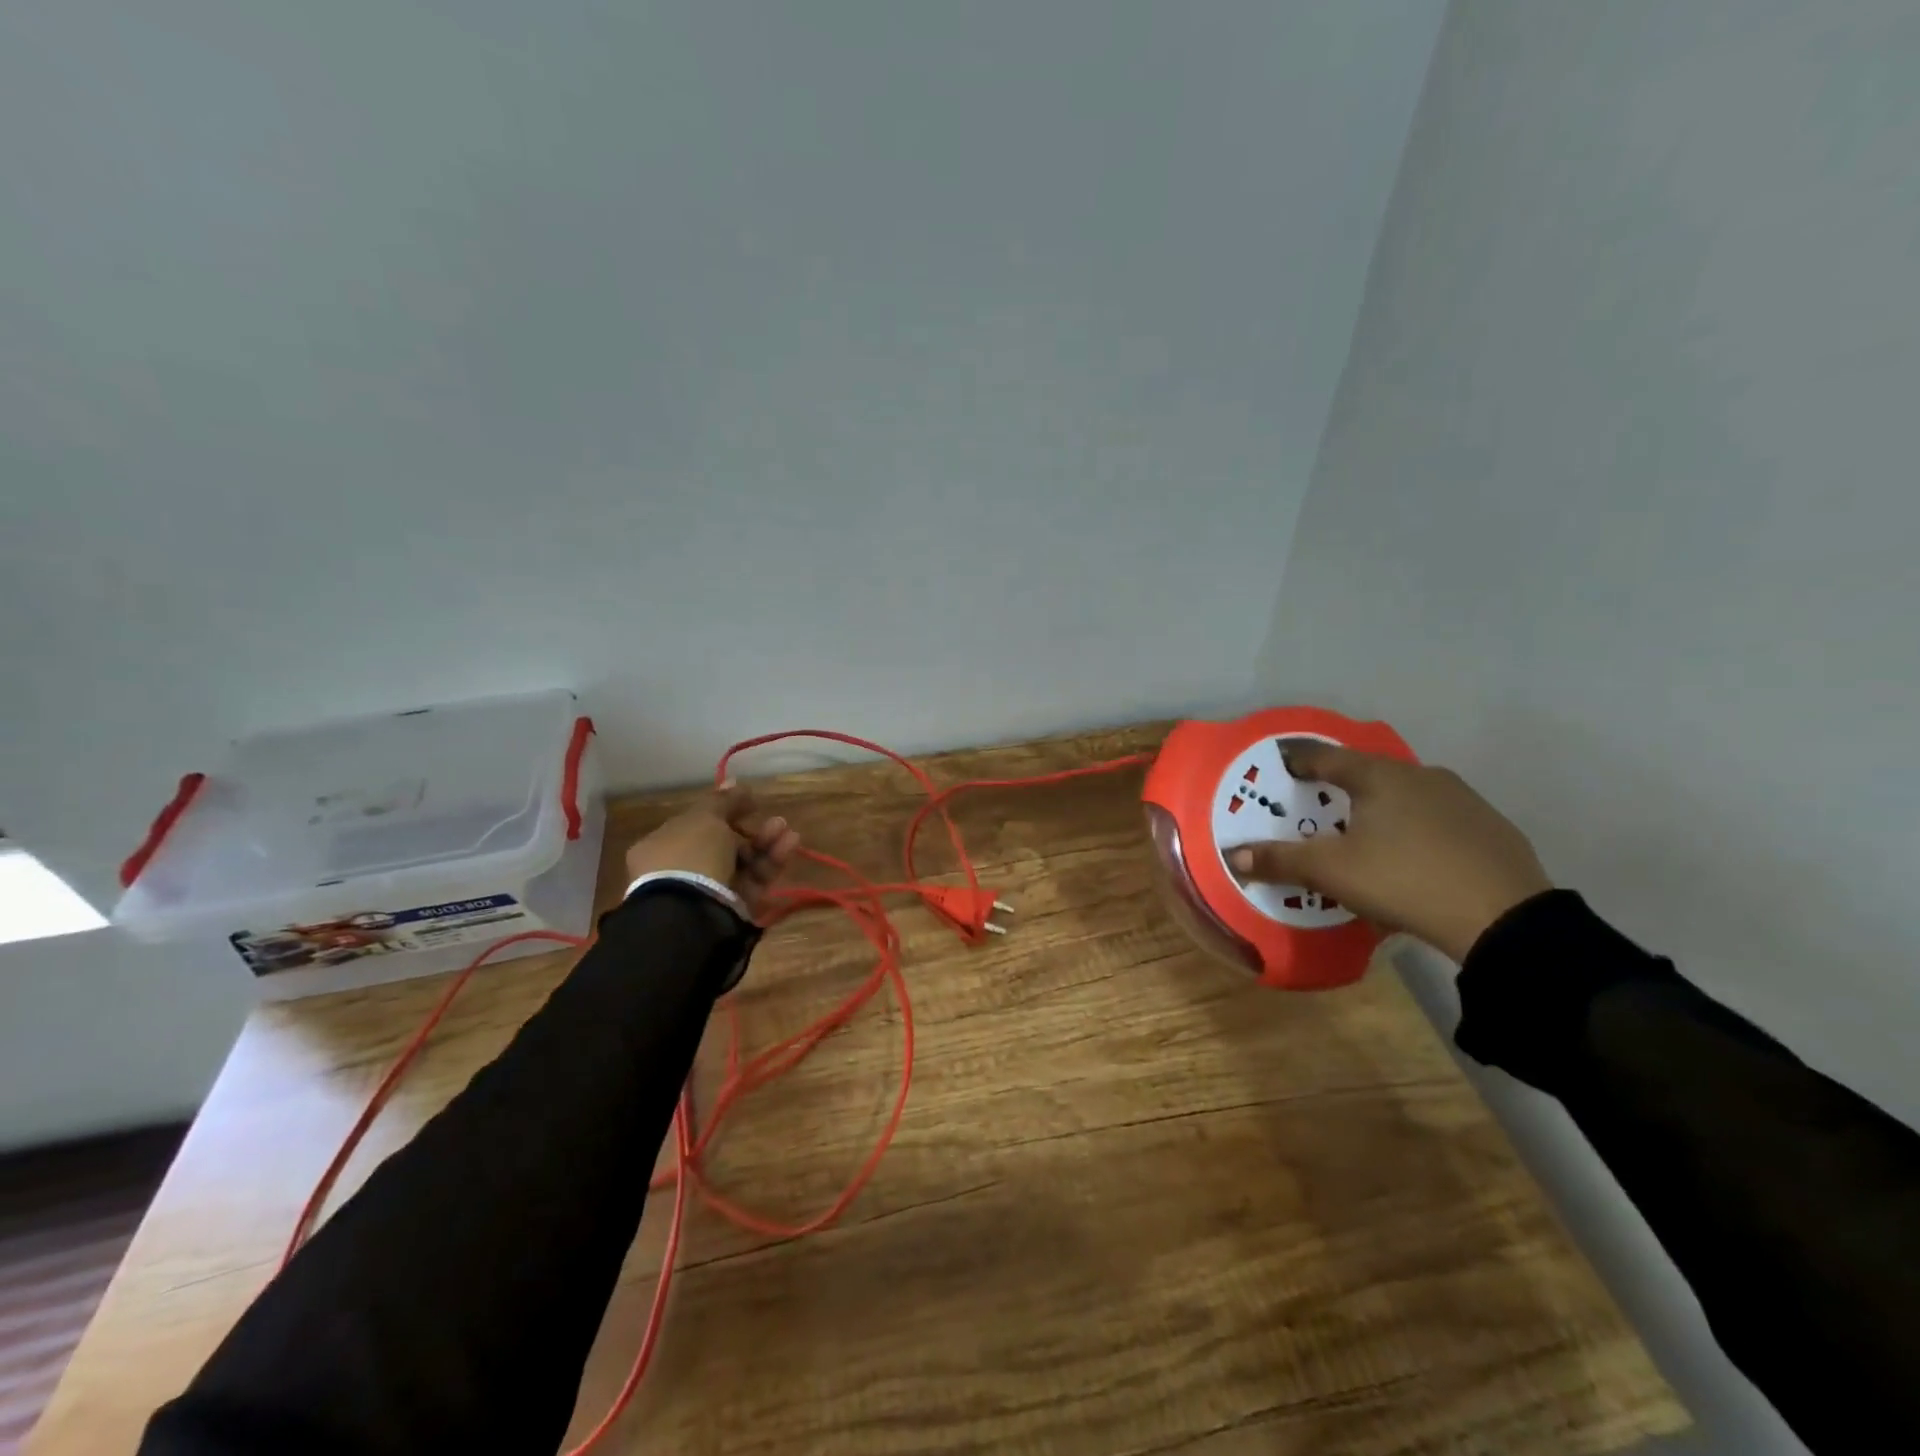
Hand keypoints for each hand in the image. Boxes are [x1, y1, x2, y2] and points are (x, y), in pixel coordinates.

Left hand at [624, 783, 801, 920]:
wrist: (693, 913)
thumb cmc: (691, 855)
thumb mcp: (705, 818)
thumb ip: (722, 800)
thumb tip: (734, 782)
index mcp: (662, 846)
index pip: (695, 824)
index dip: (722, 810)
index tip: (747, 801)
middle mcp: (682, 869)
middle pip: (723, 843)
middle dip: (750, 828)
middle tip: (772, 818)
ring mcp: (707, 890)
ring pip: (742, 861)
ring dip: (765, 842)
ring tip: (786, 829)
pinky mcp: (733, 907)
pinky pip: (754, 880)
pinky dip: (772, 862)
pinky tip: (790, 845)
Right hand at [1227, 743, 1550, 961]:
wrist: (1505, 918)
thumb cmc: (1404, 879)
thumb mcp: (1332, 872)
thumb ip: (1280, 860)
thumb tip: (1234, 855)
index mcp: (1379, 776)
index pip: (1326, 757)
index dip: (1298, 759)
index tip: (1280, 763)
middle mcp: (1420, 775)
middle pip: (1368, 773)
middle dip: (1340, 787)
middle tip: (1319, 806)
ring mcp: (1462, 798)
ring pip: (1406, 794)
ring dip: (1381, 807)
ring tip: (1365, 834)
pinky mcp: (1490, 826)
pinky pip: (1437, 817)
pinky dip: (1415, 827)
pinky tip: (1413, 855)